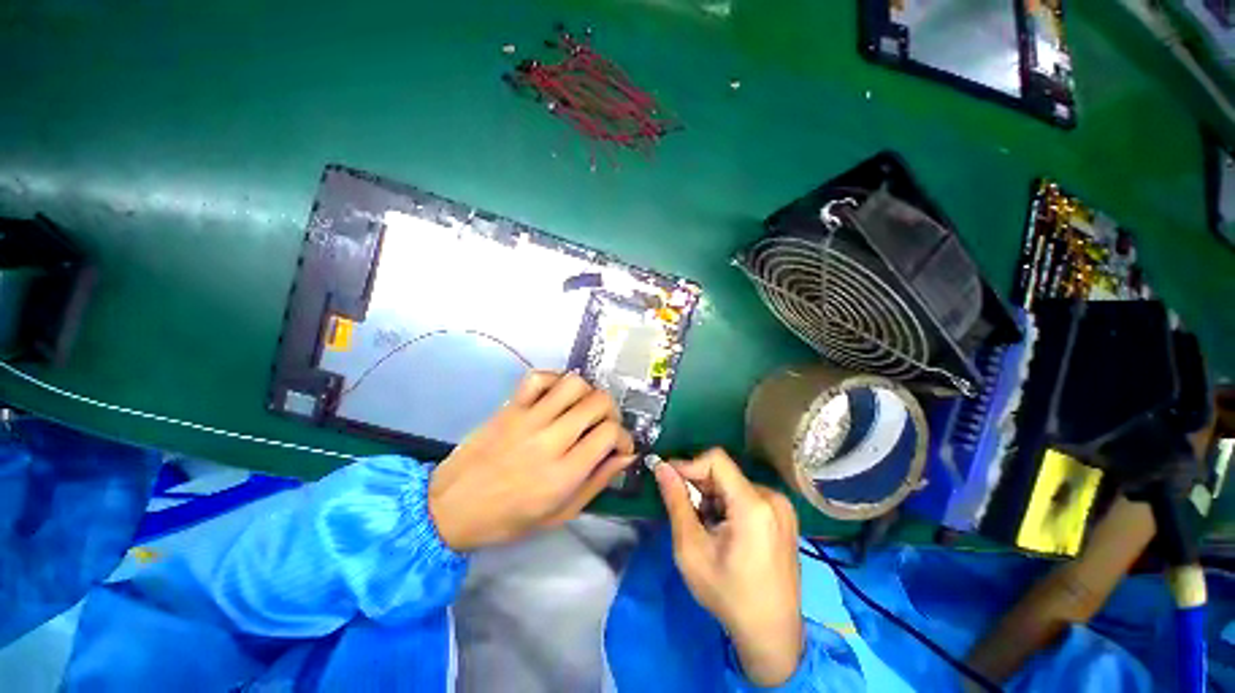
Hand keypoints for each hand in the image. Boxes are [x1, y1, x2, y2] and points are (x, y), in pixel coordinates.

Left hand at [428, 371, 635, 551]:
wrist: (450, 508)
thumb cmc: (508, 519)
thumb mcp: (561, 514)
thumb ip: (598, 482)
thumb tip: (626, 456)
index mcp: (563, 474)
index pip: (610, 434)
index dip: (624, 437)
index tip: (620, 446)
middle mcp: (550, 440)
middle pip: (598, 402)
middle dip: (611, 412)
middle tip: (604, 426)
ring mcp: (528, 419)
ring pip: (574, 383)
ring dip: (588, 392)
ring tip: (583, 408)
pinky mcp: (510, 407)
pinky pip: (538, 378)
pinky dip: (555, 379)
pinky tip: (557, 396)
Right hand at [653, 448, 803, 686]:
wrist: (772, 636)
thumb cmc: (728, 595)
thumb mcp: (692, 549)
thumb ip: (676, 502)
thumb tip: (661, 467)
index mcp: (753, 505)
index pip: (716, 459)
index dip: (689, 465)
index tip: (669, 482)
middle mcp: (773, 498)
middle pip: (725, 472)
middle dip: (699, 486)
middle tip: (685, 511)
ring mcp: (782, 507)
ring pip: (733, 483)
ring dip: (712, 496)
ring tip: (704, 526)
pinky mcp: (784, 516)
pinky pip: (747, 495)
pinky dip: (728, 504)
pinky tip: (722, 530)